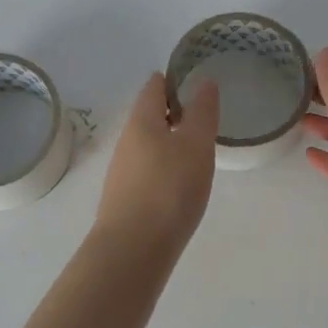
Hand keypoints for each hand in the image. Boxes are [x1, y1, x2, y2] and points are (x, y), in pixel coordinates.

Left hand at [93, 73, 219, 251]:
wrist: (133, 249)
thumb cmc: (169, 189)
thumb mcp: (195, 145)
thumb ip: (202, 113)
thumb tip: (203, 82)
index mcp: (141, 121)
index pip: (154, 86)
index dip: (174, 79)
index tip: (198, 80)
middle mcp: (126, 141)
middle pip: (149, 115)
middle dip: (173, 111)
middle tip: (205, 115)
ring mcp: (123, 172)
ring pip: (148, 144)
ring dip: (170, 140)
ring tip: (198, 148)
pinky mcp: (126, 198)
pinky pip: (147, 169)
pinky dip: (165, 166)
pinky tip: (181, 182)